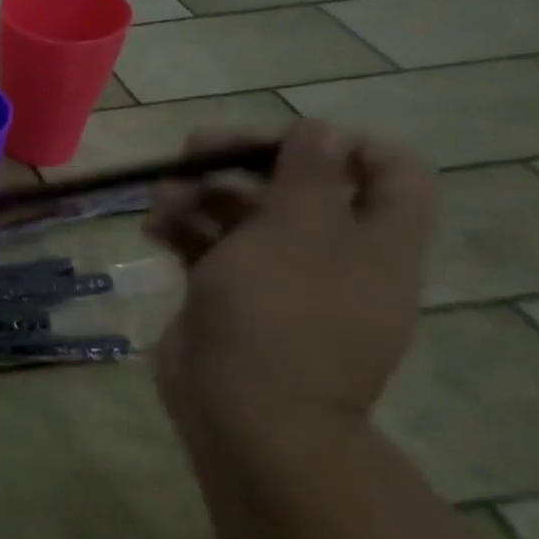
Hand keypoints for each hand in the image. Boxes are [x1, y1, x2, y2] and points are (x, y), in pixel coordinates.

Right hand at [145, 120, 435, 440]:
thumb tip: (320, 129)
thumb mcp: (296, 231)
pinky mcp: (231, 297)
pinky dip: (182, 232)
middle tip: (194, 150)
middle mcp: (333, 255)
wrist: (244, 410)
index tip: (282, 137)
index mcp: (375, 240)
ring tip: (160, 198)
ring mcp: (279, 279)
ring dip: (201, 196)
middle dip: (244, 163)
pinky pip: (210, 249)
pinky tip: (151, 229)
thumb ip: (308, 175)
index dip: (340, 144)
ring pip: (244, 216)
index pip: (388, 171)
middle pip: (299, 188)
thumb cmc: (279, 313)